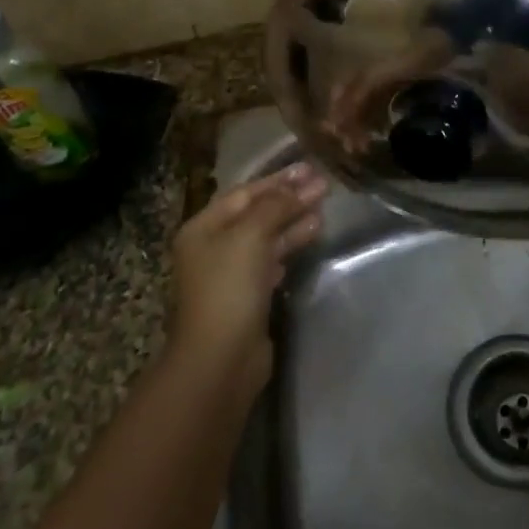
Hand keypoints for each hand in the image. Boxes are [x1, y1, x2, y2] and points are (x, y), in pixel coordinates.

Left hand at [168, 162, 327, 401]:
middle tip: (324, 188)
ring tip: (323, 213)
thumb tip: (297, 187)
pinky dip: (288, 248)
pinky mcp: (246, 298)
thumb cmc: (229, 288)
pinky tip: (307, 241)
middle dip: (290, 200)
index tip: (311, 169)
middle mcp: (212, 247)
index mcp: (203, 227)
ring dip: (293, 223)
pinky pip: (270, 262)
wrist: (220, 359)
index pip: (245, 193)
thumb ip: (275, 206)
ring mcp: (229, 274)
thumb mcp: (251, 235)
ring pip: (266, 238)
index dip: (279, 180)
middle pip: (256, 214)